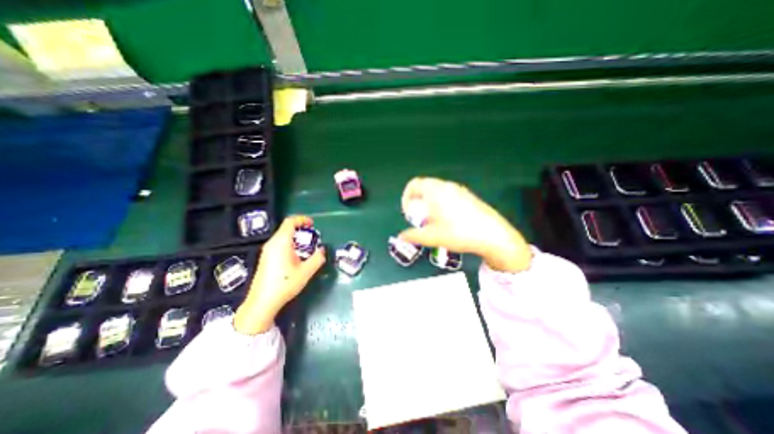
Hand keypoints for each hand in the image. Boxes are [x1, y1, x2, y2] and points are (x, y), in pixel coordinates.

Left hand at [233, 216, 323, 333]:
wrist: (262, 302)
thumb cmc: (284, 284)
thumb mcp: (306, 271)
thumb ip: (317, 258)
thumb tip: (322, 250)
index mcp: (281, 243)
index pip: (290, 222)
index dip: (302, 219)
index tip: (312, 224)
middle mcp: (272, 243)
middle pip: (286, 228)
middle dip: (301, 229)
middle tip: (313, 237)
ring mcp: (267, 251)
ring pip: (283, 236)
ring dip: (296, 237)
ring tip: (307, 247)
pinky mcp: (265, 258)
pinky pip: (279, 244)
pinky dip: (290, 243)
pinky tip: (296, 257)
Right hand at [398, 176, 532, 270]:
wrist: (492, 235)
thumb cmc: (458, 233)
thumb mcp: (432, 237)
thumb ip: (413, 236)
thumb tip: (401, 236)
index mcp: (435, 191)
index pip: (413, 184)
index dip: (406, 197)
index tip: (408, 212)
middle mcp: (447, 186)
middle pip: (425, 186)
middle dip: (417, 201)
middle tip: (419, 217)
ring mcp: (460, 190)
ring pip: (437, 191)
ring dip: (429, 202)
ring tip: (432, 220)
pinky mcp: (469, 196)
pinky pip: (448, 194)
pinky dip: (441, 203)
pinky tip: (448, 220)